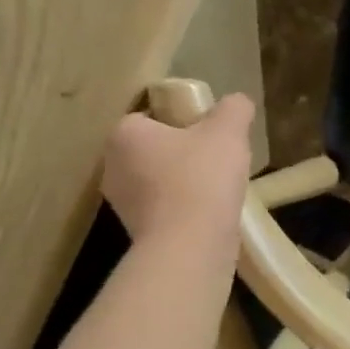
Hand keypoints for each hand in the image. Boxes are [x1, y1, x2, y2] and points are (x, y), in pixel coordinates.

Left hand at [100, 93, 254, 247]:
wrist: (190, 246)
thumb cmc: (202, 177)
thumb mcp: (228, 131)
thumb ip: (234, 108)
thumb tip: (237, 102)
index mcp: (124, 135)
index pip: (149, 116)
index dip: (180, 120)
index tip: (208, 131)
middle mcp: (112, 166)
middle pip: (152, 148)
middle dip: (182, 151)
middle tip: (217, 156)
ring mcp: (121, 203)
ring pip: (157, 180)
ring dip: (182, 181)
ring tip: (217, 187)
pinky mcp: (135, 232)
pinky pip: (163, 208)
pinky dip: (183, 207)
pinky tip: (210, 211)